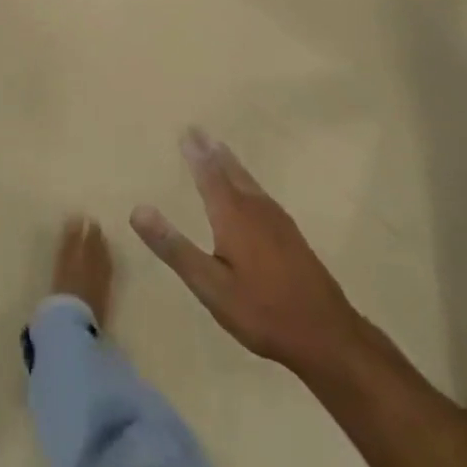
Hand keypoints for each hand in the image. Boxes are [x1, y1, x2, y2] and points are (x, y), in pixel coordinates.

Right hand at [131, 128, 365, 378]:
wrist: (329, 337)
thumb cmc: (262, 311)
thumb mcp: (210, 286)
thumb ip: (174, 248)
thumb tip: (138, 209)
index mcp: (233, 216)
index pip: (209, 174)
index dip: (196, 153)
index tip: (185, 130)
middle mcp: (255, 209)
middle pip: (231, 171)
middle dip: (213, 151)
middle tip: (199, 130)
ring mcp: (278, 222)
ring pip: (249, 182)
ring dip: (231, 163)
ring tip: (220, 149)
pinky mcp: (292, 236)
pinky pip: (262, 194)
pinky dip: (247, 181)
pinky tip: (251, 192)